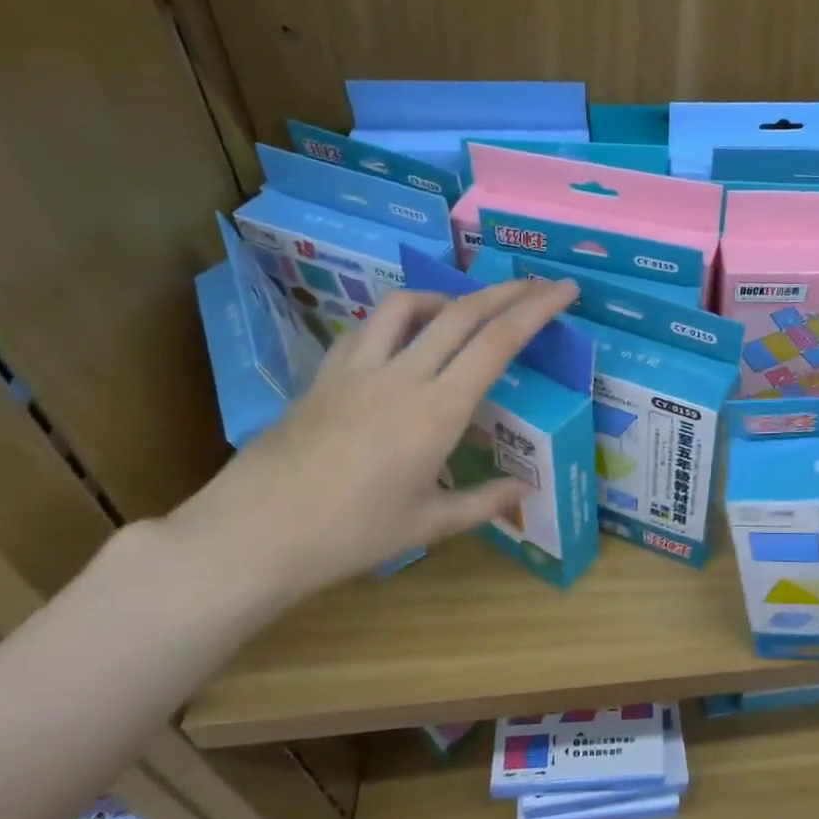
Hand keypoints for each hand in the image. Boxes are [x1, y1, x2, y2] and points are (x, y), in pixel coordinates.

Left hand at [170, 278, 578, 610]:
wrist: (254, 534)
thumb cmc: (350, 534)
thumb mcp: (428, 525)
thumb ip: (483, 503)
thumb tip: (523, 491)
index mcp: (438, 411)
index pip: (498, 342)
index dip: (537, 309)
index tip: (565, 290)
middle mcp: (403, 376)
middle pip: (462, 312)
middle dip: (507, 290)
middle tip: (538, 283)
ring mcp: (358, 369)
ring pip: (408, 306)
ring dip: (448, 297)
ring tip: (466, 310)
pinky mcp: (325, 374)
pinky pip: (368, 328)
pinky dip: (399, 320)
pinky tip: (403, 341)